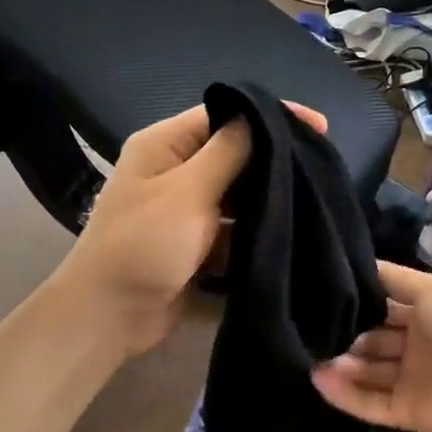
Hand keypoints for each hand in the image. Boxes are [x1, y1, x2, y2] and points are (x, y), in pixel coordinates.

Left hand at [54, 102, 326, 356]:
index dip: (271, 116)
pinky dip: (255, 229)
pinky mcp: (195, 242)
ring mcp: (184, 208)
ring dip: (268, 198)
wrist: (109, 316)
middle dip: (274, 160)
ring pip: (237, 192)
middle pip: (234, 153)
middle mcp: (175, 169)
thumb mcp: (188, 191)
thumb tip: (265, 118)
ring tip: (314, 199)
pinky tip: (290, 232)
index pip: (225, 114)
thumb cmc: (144, 244)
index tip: (318, 127)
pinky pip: (233, 226)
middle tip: (322, 166)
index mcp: (166, 144)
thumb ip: (229, 152)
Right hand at [311, 262, 431, 431]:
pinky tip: (318, 379)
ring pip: (368, 372)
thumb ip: (394, 279)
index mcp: (429, 314)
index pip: (386, 306)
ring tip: (308, 353)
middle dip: (345, 333)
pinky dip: (345, 394)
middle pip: (373, 340)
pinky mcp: (407, 413)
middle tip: (309, 326)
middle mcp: (419, 346)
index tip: (322, 292)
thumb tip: (360, 264)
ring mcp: (413, 382)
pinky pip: (370, 404)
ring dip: (341, 364)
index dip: (359, 301)